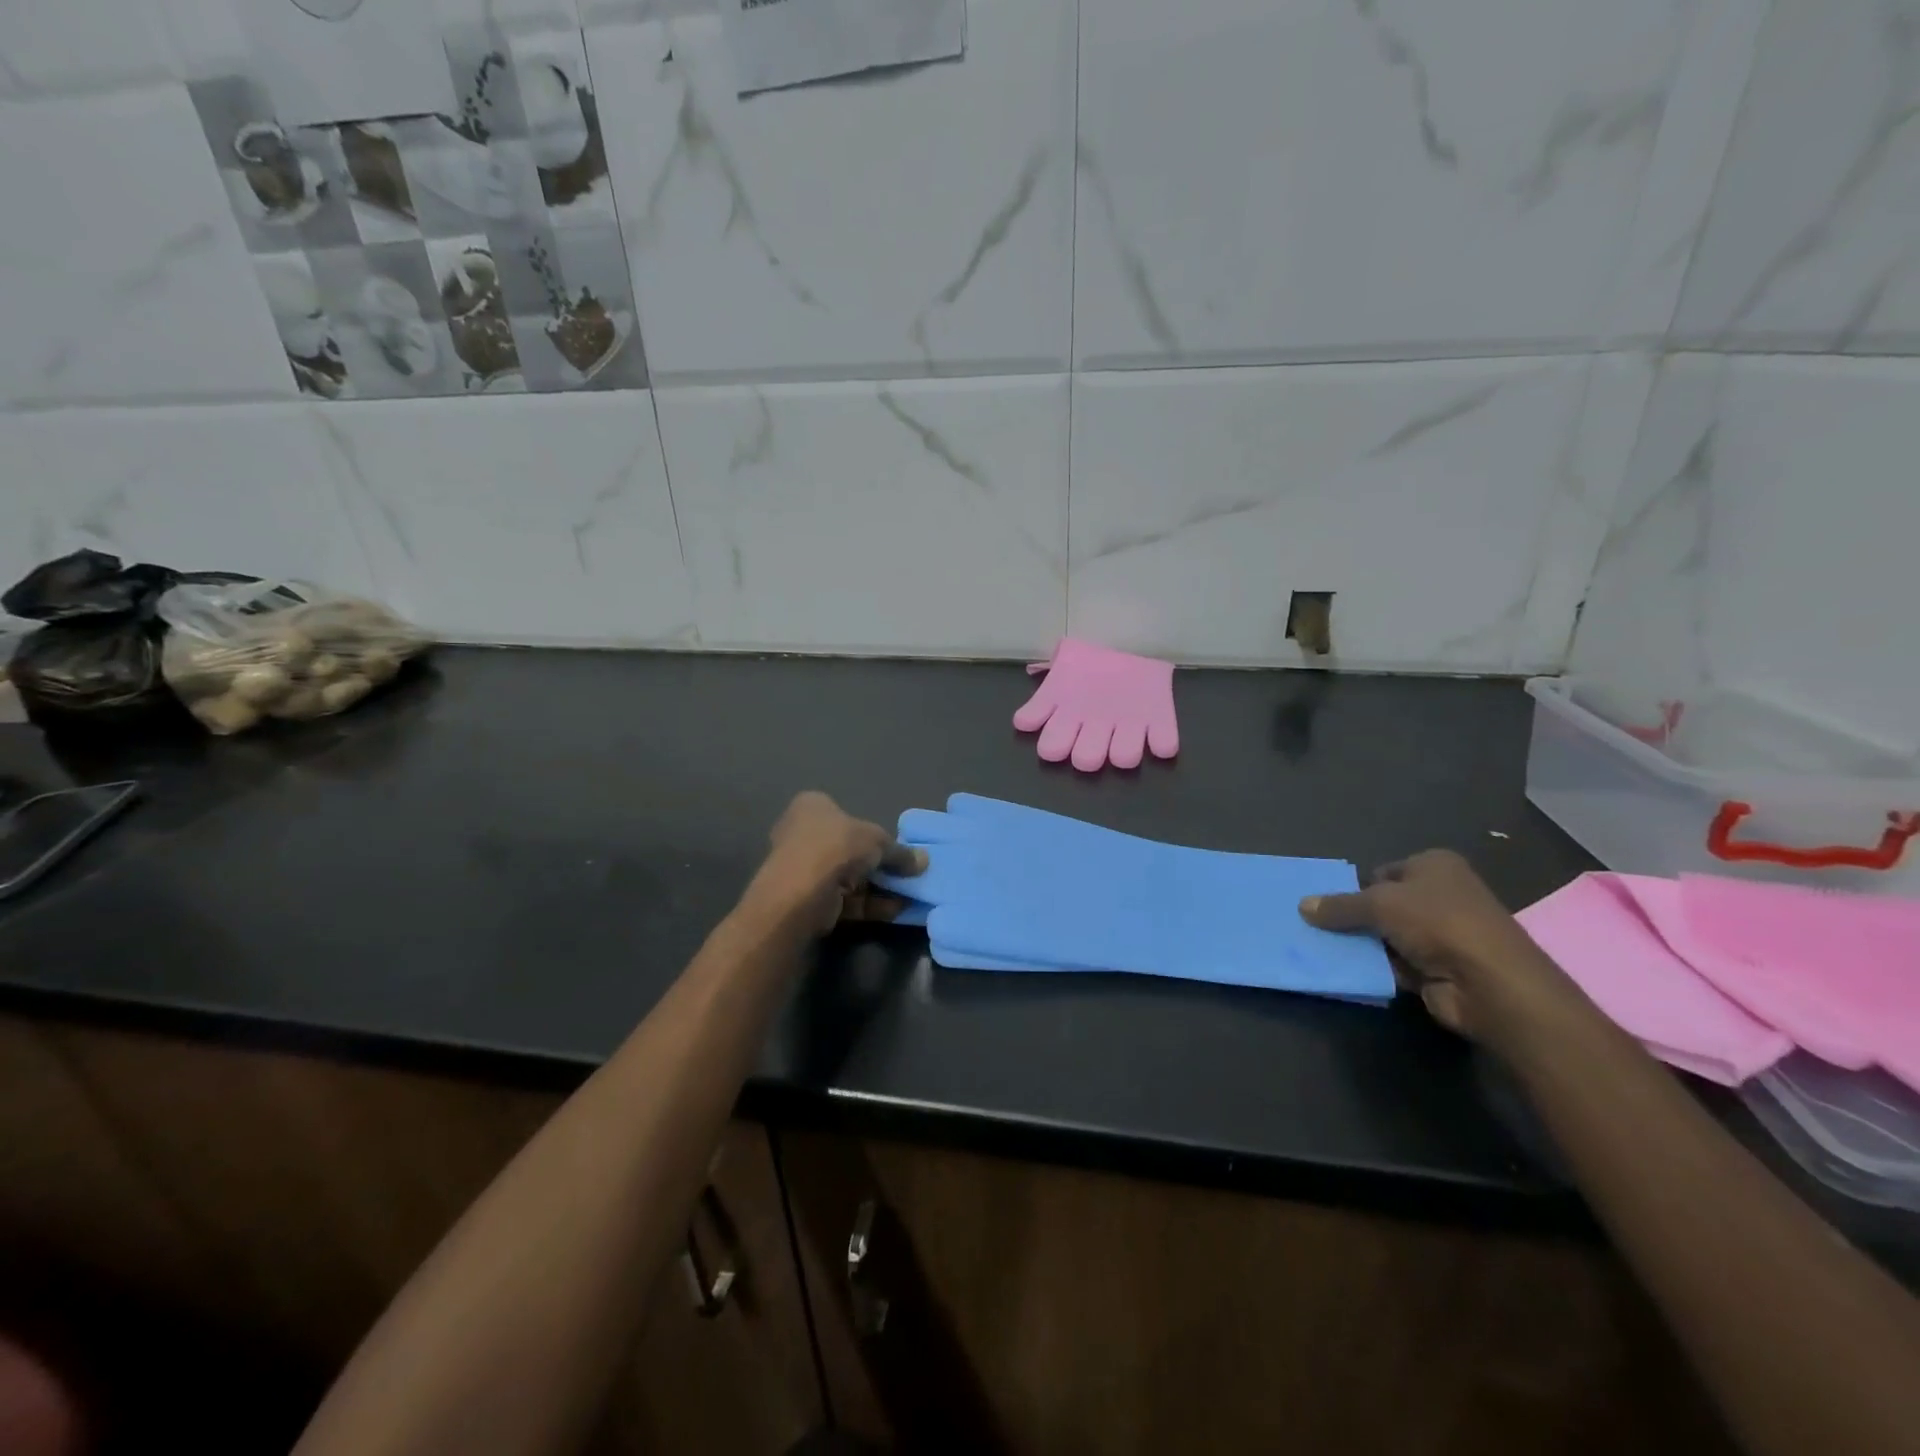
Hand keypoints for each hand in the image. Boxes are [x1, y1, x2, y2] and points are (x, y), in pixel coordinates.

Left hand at [744, 792, 926, 935]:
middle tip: (907, 873)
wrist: (801, 893)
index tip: (895, 847)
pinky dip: (869, 904)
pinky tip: (896, 911)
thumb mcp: (878, 841)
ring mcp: (803, 869)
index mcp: (812, 807)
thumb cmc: (837, 847)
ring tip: (909, 895)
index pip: (844, 813)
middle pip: (849, 848)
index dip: (871, 830)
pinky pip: (845, 899)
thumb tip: (924, 861)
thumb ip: (901, 852)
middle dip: (879, 864)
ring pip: (849, 877)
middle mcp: (802, 834)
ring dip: (879, 887)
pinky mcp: (807, 900)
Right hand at [1298, 850, 1573, 1044]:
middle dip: (1355, 917)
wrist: (1490, 984)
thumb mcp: (1378, 904)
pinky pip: (1395, 963)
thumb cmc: (1438, 923)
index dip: (1356, 886)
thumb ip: (1339, 905)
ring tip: (1322, 948)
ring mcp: (1442, 934)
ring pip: (1386, 935)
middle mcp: (1441, 895)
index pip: (1382, 872)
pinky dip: (1376, 967)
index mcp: (1435, 865)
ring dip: (1362, 945)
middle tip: (1316, 926)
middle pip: (1383, 904)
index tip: (1327, 903)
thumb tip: (1302, 906)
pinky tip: (1347, 970)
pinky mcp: (1439, 969)